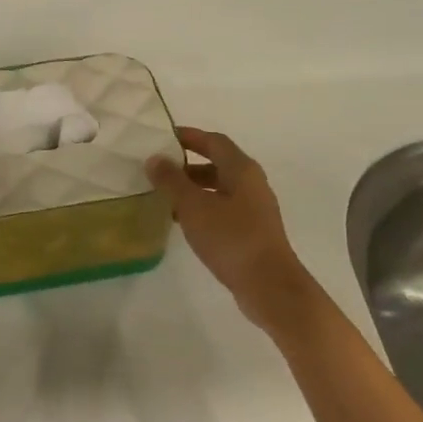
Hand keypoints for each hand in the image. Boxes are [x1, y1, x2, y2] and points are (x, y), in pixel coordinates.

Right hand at [146, 127, 316, 328]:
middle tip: (158, 168)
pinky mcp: (250, 231)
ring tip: (163, 195)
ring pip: (218, 188)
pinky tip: (181, 221)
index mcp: (241, 169)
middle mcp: (251, 183)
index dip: (189, 136)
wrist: (268, 285)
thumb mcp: (194, 206)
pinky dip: (201, 208)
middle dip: (187, 164)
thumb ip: (172, 181)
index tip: (162, 137)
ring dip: (192, 188)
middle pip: (217, 164)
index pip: (214, 141)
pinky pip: (221, 209)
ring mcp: (253, 209)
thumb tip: (154, 158)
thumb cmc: (231, 238)